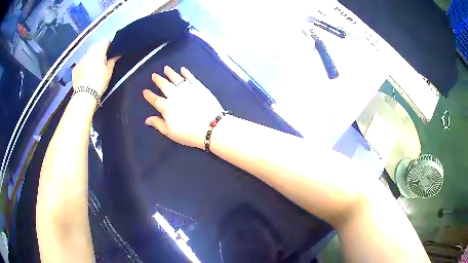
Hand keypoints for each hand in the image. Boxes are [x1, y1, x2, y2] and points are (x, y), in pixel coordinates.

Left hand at [72, 41, 118, 96]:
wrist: (84, 96)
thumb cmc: (99, 82)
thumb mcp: (109, 72)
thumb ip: (112, 61)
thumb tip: (116, 55)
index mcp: (98, 51)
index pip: (106, 42)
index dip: (109, 45)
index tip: (111, 52)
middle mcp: (89, 53)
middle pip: (96, 47)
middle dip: (99, 51)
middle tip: (103, 60)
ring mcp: (80, 60)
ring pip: (88, 55)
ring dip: (91, 58)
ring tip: (93, 68)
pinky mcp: (75, 69)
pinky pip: (81, 63)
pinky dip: (84, 66)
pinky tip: (86, 74)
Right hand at [143, 66, 223, 148]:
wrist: (211, 127)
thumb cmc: (189, 133)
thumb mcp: (170, 132)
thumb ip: (158, 124)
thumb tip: (147, 119)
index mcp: (166, 107)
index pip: (155, 100)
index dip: (149, 95)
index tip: (145, 91)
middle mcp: (175, 95)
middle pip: (164, 85)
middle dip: (158, 80)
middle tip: (154, 75)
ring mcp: (187, 89)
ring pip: (176, 79)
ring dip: (170, 73)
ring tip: (166, 68)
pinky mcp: (199, 87)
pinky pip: (191, 77)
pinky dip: (186, 73)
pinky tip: (183, 69)